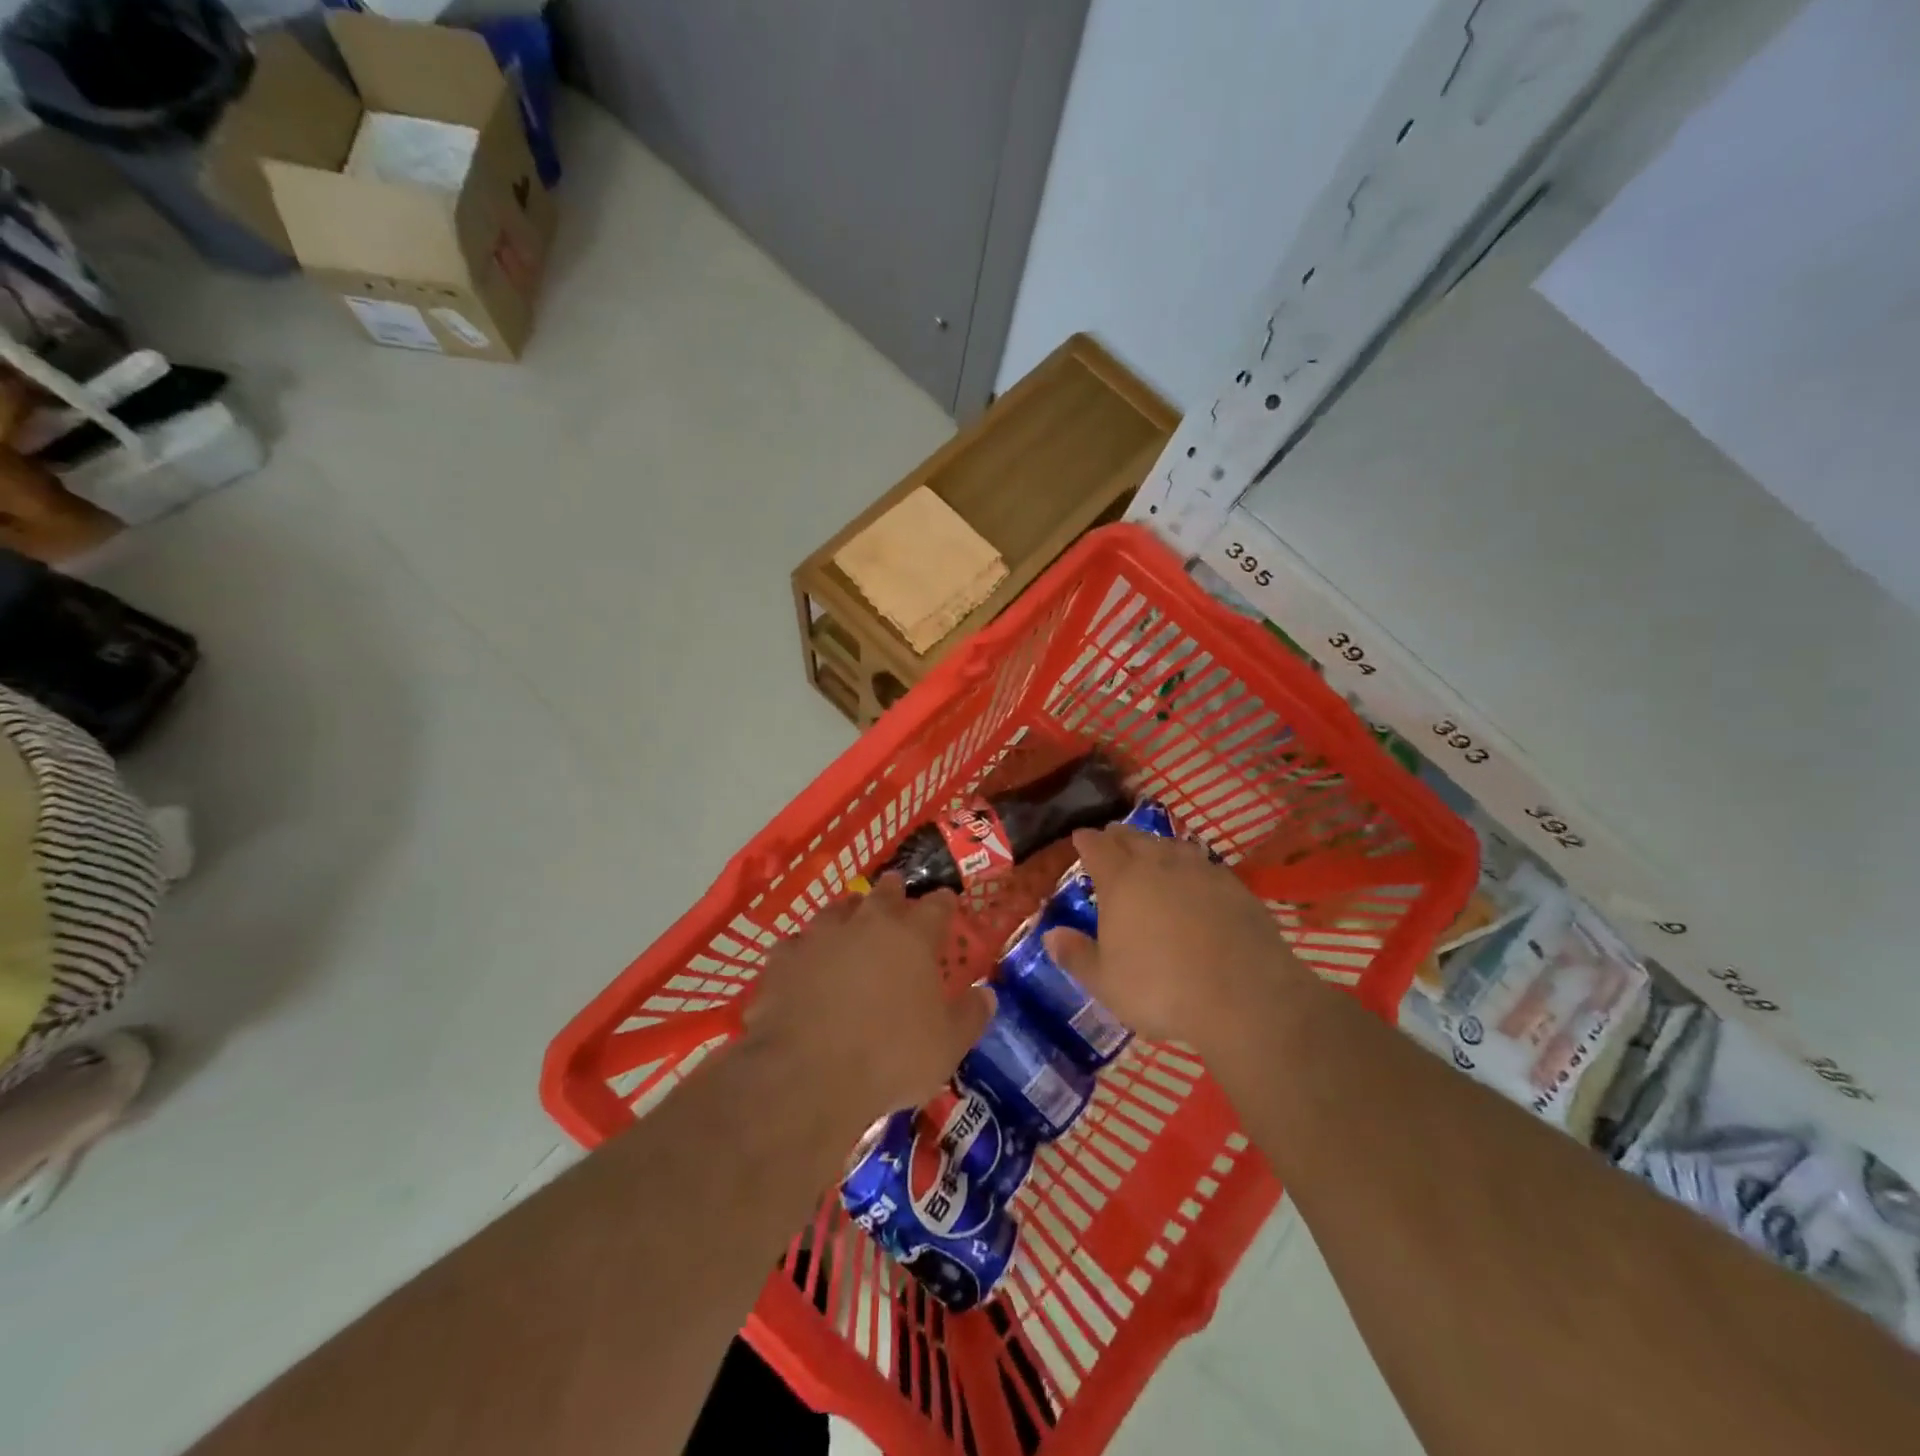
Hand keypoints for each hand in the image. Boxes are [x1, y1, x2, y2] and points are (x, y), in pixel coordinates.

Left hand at [743, 876, 991, 1129]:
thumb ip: (970, 1016)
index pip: (936, 906)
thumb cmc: (890, 1058)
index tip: (947, 901)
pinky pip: (796, 946)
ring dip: (847, 915)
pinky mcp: (782, 959)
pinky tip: (803, 965)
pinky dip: (804, 952)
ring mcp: (820, 936)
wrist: (807, 1075)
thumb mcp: (947, 1046)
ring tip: (848, 924)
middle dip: (893, 891)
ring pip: (837, 910)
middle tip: (896, 892)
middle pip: (884, 892)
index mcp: (912, 936)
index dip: (943, 902)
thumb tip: (987, 994)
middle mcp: (867, 923)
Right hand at [1041, 826, 1308, 1053]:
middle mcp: (1158, 864)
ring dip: (1157, 846)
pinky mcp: (1235, 887)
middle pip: (1134, 838)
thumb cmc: (1161, 989)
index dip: (1086, 841)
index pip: (1097, 846)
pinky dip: (1191, 868)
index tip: (1079, 838)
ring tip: (1152, 853)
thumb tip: (1051, 936)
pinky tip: (1195, 882)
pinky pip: (1204, 866)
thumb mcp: (1106, 982)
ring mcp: (1201, 871)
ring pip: (1172, 846)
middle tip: (1112, 839)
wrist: (1244, 997)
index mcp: (1121, 880)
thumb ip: (1076, 955)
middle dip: (1119, 837)